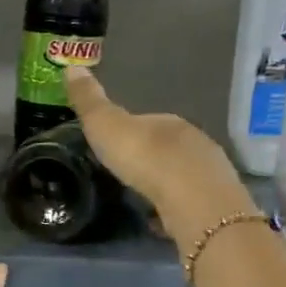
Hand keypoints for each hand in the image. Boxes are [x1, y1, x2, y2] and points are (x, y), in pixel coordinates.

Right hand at [64, 68, 252, 249]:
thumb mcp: (106, 126)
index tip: (115, 145)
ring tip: (142, 197)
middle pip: (168, 147)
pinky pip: (189, 204)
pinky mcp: (213, 206)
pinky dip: (174, 209)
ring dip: (165, 183)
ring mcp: (208, 174)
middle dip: (150, 158)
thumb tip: (72, 65)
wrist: (192, 199)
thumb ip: (89, 101)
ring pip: (182, 175)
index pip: (147, 121)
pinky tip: (161, 221)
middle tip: (127, 173)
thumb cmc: (145, 158)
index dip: (131, 131)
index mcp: (167, 122)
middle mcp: (194, 142)